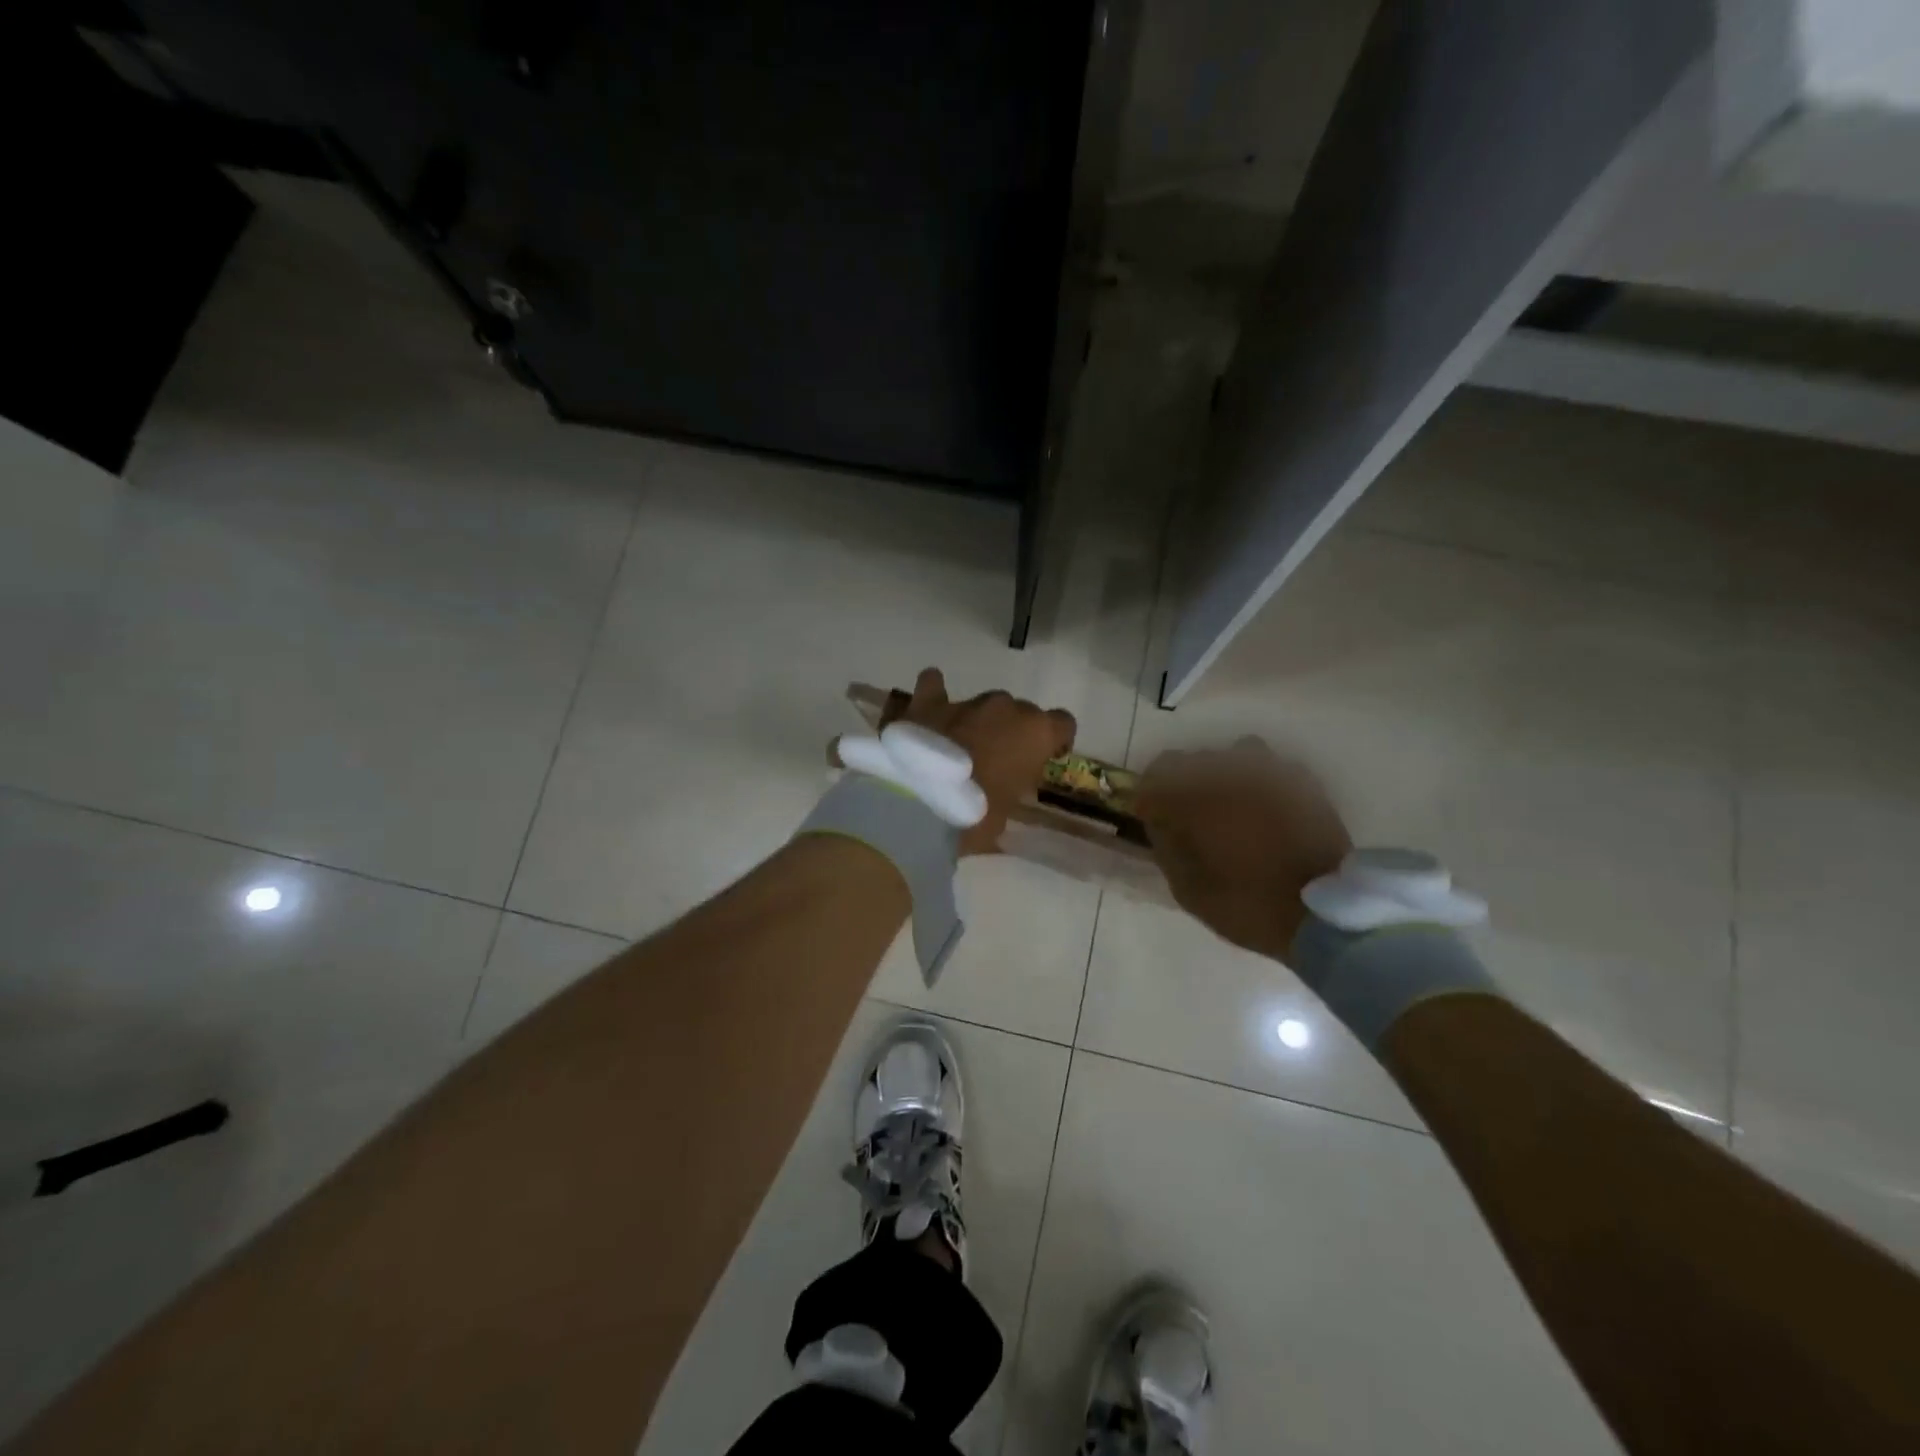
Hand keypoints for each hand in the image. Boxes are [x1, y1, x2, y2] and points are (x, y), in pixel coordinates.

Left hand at [899, 668, 1076, 855]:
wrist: (919, 804)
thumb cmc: (975, 816)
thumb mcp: (1007, 812)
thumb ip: (1013, 787)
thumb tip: (1005, 783)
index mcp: (1036, 733)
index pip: (1063, 723)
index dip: (1055, 740)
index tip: (1044, 757)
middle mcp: (1006, 708)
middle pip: (1019, 712)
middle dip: (1010, 732)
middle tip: (994, 760)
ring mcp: (967, 701)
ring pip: (981, 703)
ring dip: (976, 720)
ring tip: (957, 746)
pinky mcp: (928, 701)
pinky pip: (933, 685)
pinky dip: (934, 695)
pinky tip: (928, 710)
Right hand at [1138, 739, 1351, 959]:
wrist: (1322, 916)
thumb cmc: (1245, 906)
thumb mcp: (1187, 888)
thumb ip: (1166, 844)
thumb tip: (1159, 818)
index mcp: (1195, 797)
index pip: (1156, 774)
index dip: (1150, 794)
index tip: (1152, 815)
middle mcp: (1229, 774)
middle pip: (1193, 761)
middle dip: (1185, 784)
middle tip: (1190, 815)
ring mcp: (1268, 773)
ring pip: (1234, 755)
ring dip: (1224, 776)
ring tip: (1230, 805)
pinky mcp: (1301, 781)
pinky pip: (1270, 768)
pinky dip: (1259, 783)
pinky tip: (1263, 809)